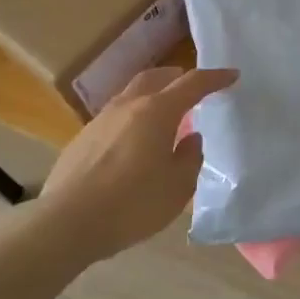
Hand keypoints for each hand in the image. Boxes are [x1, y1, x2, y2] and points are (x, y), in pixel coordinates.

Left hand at [34, 66, 237, 260]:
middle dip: (177, 76)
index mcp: (156, 112)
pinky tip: (134, 142)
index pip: (192, 84)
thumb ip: (190, 157)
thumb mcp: (178, 186)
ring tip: (164, 115)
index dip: (214, 78)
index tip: (232, 76)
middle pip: (155, 78)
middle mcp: (127, 107)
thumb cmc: (132, 204)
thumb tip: (190, 138)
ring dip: (152, 96)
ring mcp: (100, 121)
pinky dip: (133, 117)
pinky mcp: (82, 139)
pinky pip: (115, 117)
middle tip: (192, 86)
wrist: (67, 223)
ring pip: (131, 95)